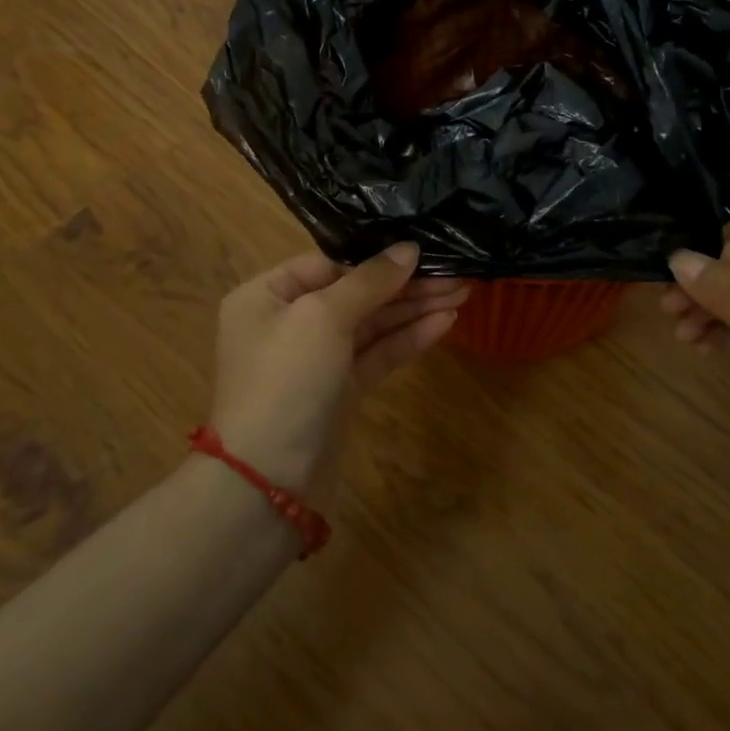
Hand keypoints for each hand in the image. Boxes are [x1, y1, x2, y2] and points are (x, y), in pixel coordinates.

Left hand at [210, 243, 464, 504]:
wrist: (267, 482)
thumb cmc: (286, 379)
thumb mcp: (323, 317)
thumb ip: (370, 280)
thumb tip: (408, 248)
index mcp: (268, 296)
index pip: (329, 263)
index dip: (374, 258)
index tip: (420, 249)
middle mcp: (289, 322)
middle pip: (356, 292)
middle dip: (405, 284)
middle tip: (456, 272)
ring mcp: (316, 359)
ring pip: (372, 324)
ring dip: (414, 308)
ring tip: (461, 292)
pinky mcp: (339, 391)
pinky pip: (377, 354)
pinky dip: (408, 338)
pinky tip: (445, 322)